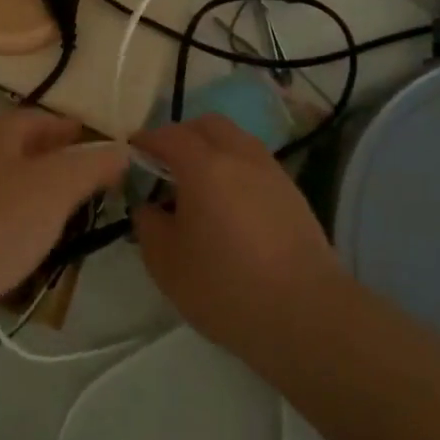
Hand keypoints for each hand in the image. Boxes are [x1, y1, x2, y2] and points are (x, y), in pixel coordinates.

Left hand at [0, 110, 127, 325]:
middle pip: (17, 144)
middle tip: (80, 176)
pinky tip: (16, 234)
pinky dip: (6, 209)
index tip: (94, 144)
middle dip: (51, 155)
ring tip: (55, 207)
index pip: (38, 118)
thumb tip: (121, 148)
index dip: (69, 129)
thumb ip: (92, 164)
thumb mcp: (57, 189)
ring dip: (28, 183)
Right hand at [131, 115, 346, 360]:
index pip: (168, 136)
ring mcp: (270, 170)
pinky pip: (254, 162)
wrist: (306, 313)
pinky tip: (229, 203)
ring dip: (212, 149)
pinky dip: (235, 168)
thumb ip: (148, 225)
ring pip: (235, 139)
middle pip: (207, 125)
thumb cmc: (227, 286)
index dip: (146, 140)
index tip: (132, 151)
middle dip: (182, 135)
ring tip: (198, 184)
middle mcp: (239, 155)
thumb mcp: (167, 263)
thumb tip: (148, 206)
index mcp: (204, 165)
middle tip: (165, 164)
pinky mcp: (291, 191)